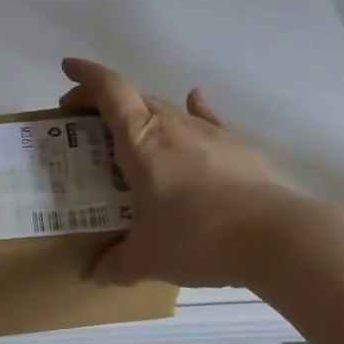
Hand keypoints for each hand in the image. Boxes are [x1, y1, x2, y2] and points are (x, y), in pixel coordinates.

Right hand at [59, 57, 307, 288]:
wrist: (277, 238)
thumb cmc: (198, 237)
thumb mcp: (148, 258)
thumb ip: (115, 264)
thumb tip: (92, 275)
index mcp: (140, 140)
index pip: (108, 90)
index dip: (85, 75)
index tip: (66, 68)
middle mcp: (171, 124)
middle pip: (131, 94)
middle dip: (101, 99)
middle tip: (81, 121)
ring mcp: (207, 132)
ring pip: (165, 107)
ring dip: (140, 112)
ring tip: (127, 134)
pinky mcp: (236, 146)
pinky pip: (204, 118)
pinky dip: (191, 109)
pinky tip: (193, 103)